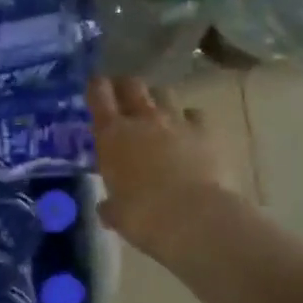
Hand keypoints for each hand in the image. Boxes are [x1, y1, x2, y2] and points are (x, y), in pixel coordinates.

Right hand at [88, 78, 235, 261]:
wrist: (194, 218)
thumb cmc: (143, 217)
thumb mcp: (117, 214)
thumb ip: (110, 206)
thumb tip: (106, 208)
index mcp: (112, 135)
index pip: (99, 94)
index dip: (97, 87)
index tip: (96, 87)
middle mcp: (142, 119)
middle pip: (132, 85)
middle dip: (126, 87)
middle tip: (124, 96)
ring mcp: (177, 122)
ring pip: (164, 93)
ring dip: (158, 100)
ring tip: (157, 113)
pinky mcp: (206, 132)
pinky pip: (195, 115)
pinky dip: (190, 120)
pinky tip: (189, 132)